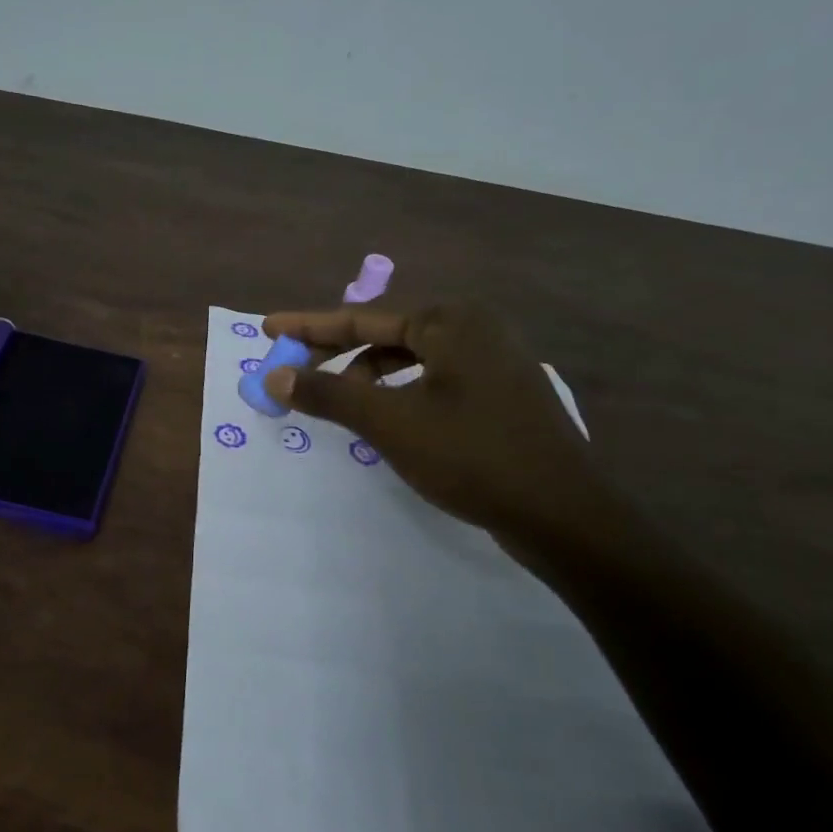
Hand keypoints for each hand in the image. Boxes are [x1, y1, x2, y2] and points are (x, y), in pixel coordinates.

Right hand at [260, 300, 604, 546]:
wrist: (563, 514)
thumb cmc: (471, 456)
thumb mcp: (390, 423)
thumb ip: (329, 394)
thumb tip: (274, 375)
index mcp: (451, 321)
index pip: (362, 317)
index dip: (309, 326)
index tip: (268, 329)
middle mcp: (476, 329)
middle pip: (387, 333)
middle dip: (337, 353)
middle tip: (297, 374)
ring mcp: (496, 362)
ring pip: (412, 359)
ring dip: (369, 376)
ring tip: (341, 404)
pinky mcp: (503, 395)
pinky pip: (436, 381)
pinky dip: (401, 392)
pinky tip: (388, 420)